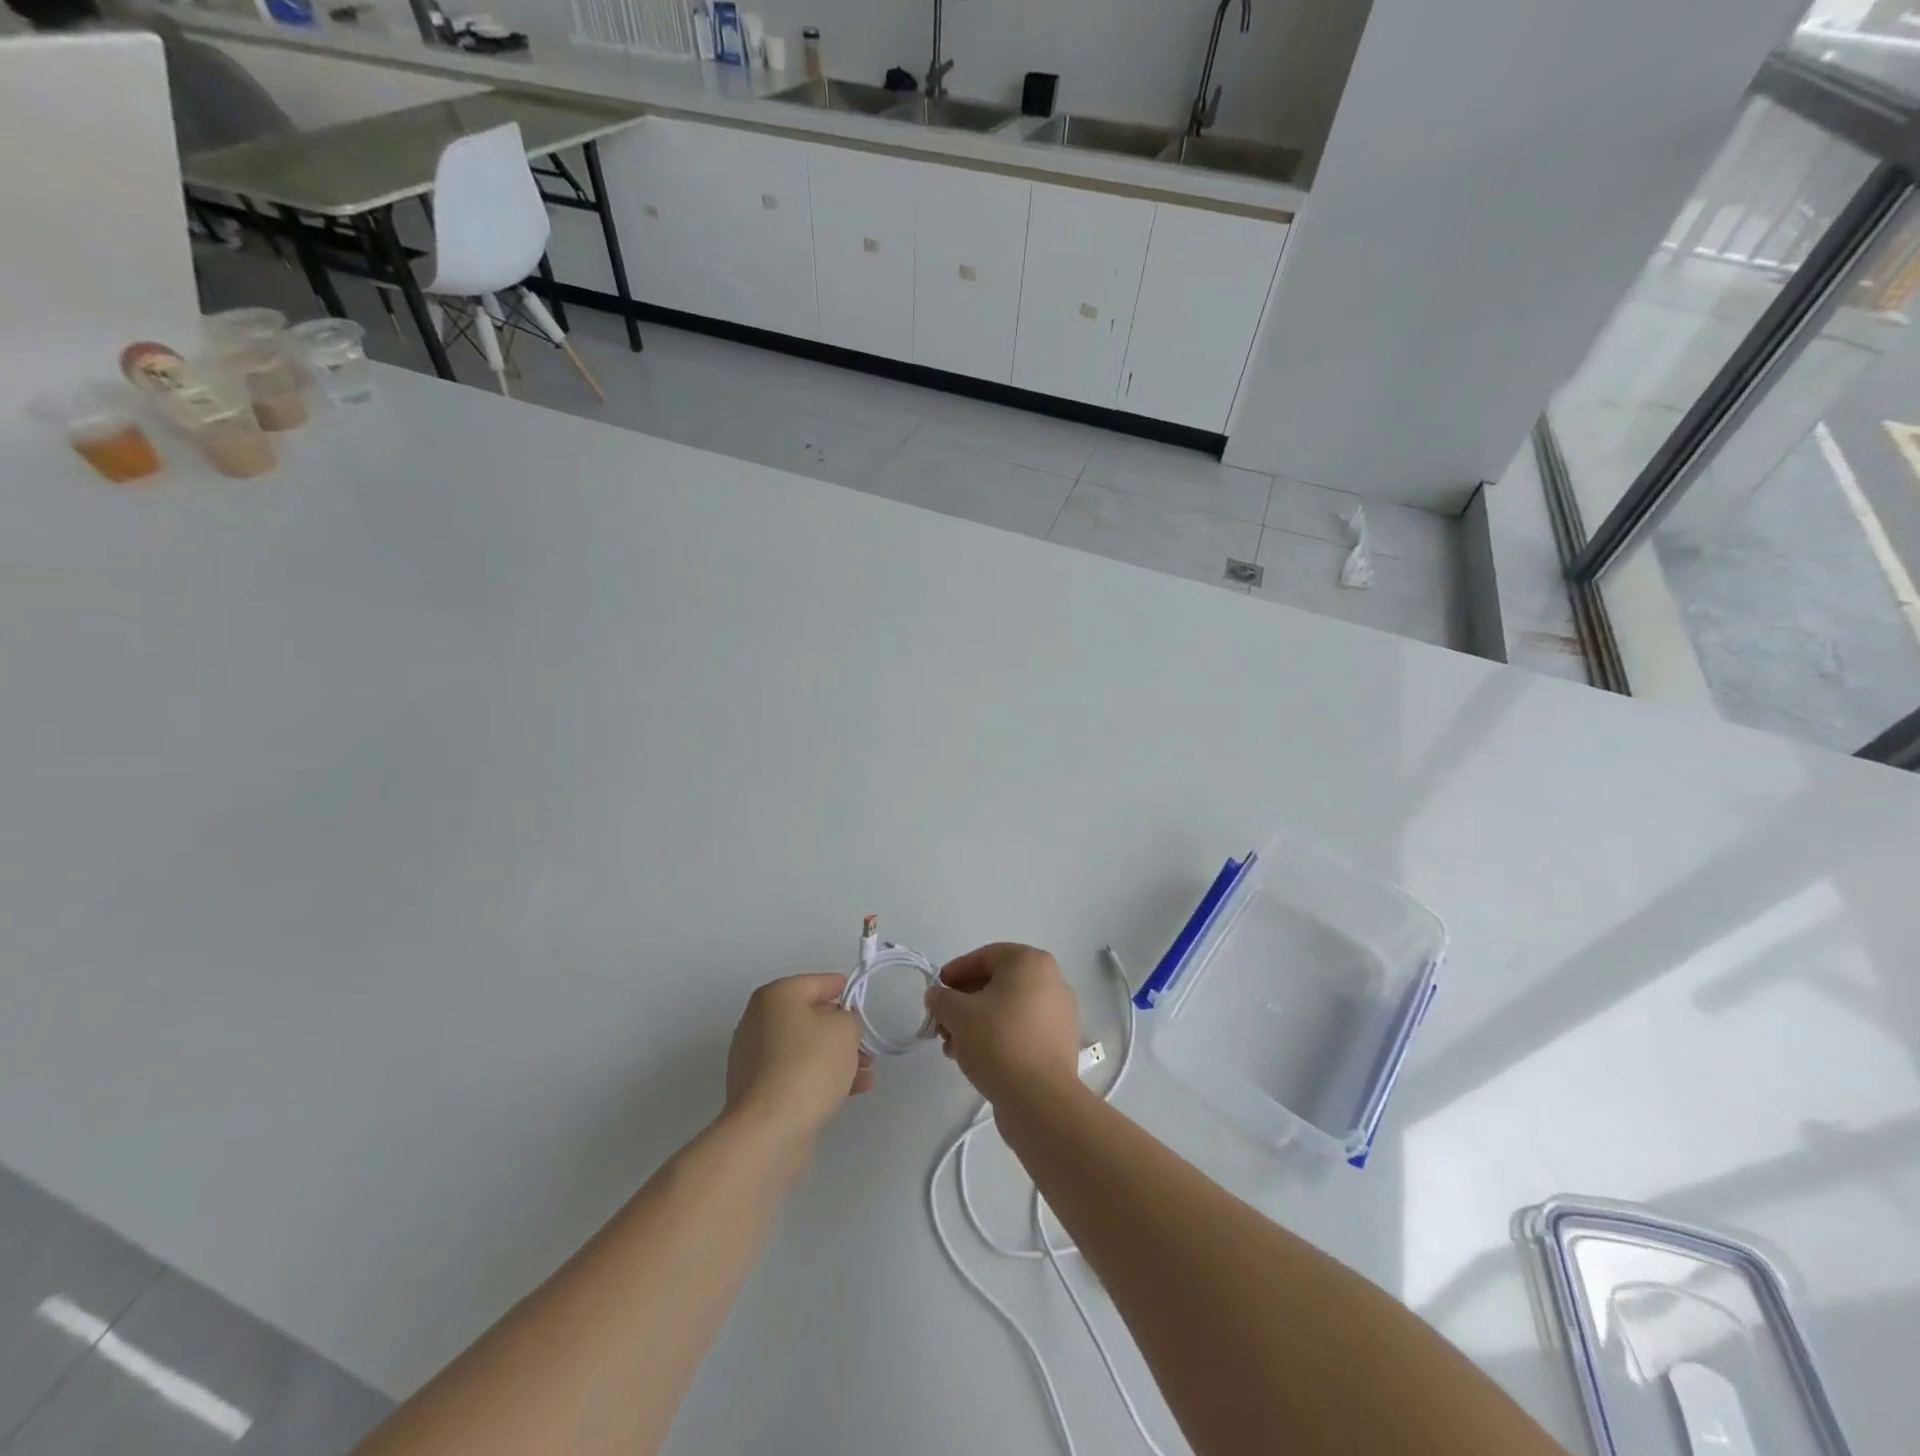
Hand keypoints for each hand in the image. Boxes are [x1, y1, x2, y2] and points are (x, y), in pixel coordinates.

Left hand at [724, 974, 872, 1148]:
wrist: (768, 1131)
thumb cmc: (808, 1066)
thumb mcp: (844, 1030)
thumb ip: (849, 1019)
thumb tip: (838, 1027)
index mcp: (775, 997)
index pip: (816, 983)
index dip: (843, 989)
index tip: (862, 1000)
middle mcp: (759, 1022)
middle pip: (810, 1018)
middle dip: (842, 1031)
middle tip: (868, 1044)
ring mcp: (755, 1059)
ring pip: (806, 1049)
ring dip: (837, 1057)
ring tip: (868, 1073)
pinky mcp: (759, 1091)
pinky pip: (797, 1074)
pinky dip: (822, 1077)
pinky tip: (853, 1091)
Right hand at [925, 944, 1079, 1105]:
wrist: (1039, 1098)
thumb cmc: (998, 1041)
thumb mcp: (958, 1014)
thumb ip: (942, 998)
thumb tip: (937, 996)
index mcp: (1031, 962)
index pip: (985, 957)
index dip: (956, 972)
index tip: (936, 991)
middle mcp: (1051, 981)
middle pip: (997, 984)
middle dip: (964, 1003)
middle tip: (941, 1023)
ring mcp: (1059, 1013)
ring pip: (1008, 1009)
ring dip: (976, 1023)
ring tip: (952, 1047)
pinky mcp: (1059, 1043)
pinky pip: (1022, 1030)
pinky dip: (998, 1037)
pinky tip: (975, 1059)